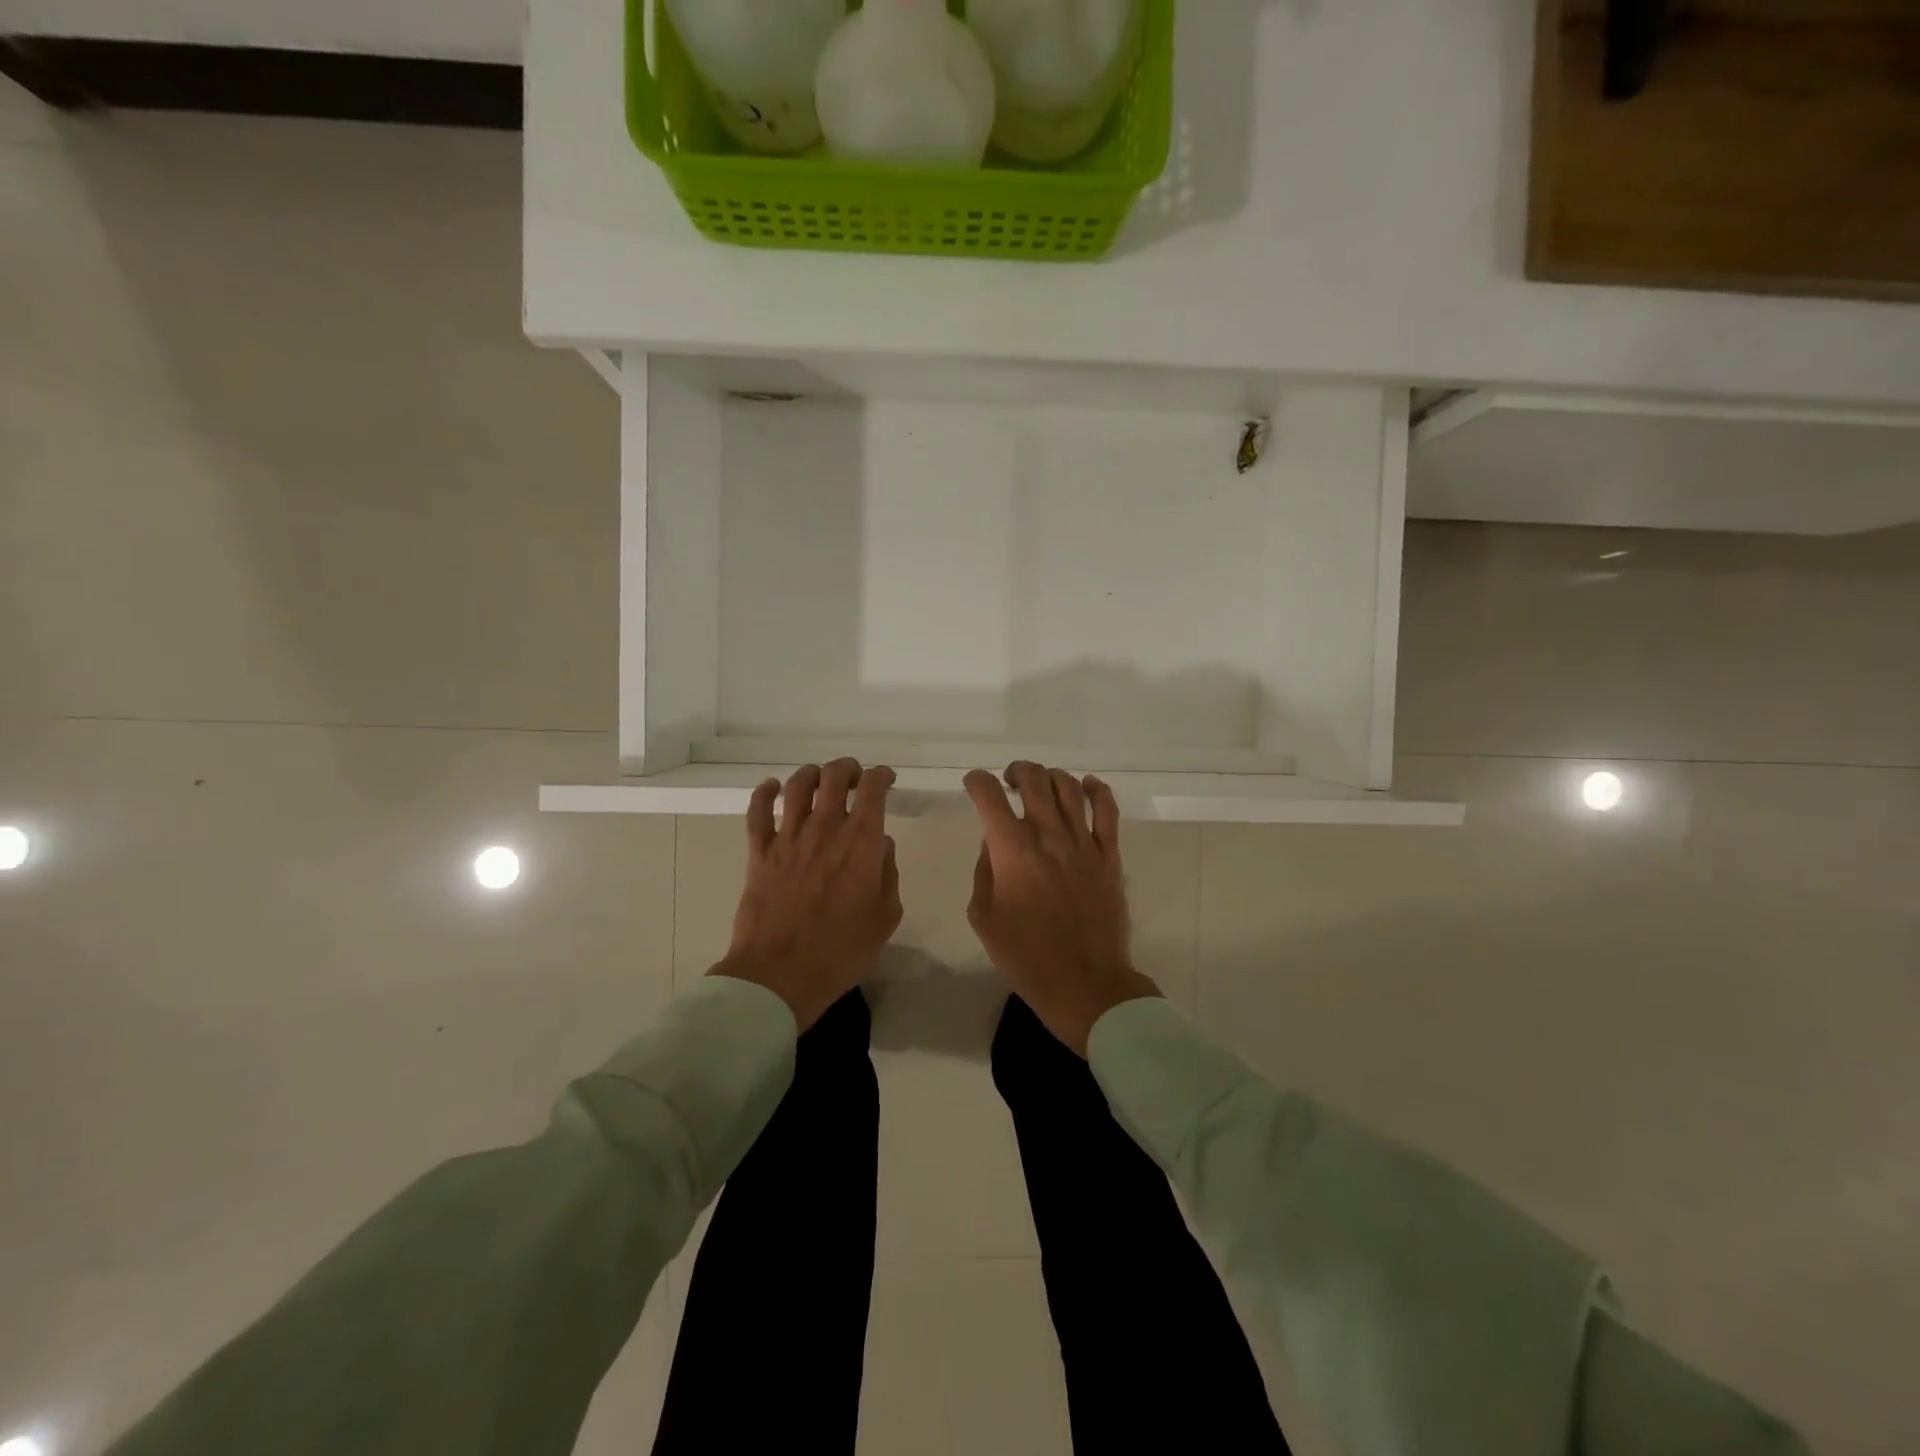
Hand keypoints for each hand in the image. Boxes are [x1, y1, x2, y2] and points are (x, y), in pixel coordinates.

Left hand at [711, 759, 902, 1030]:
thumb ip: (888, 874)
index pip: (872, 788)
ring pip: (797, 785)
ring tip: (818, 780)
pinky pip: (757, 811)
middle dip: (847, 769)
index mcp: (861, 841)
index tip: (885, 780)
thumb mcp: (886, 917)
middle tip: (853, 779)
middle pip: (833, 775)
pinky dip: (764, 792)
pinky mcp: (759, 852)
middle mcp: (825, 828)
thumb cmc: (842, 951)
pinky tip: (772, 787)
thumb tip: (881, 846)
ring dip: (811, 774)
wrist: (781, 974)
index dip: (881, 776)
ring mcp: (788, 837)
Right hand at [964, 762, 1160, 1055]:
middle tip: (1009, 781)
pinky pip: (1107, 810)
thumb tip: (994, 843)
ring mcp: (1083, 842)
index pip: (989, 796)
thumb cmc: (1025, 956)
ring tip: (1042, 783)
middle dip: (1016, 771)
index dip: (977, 782)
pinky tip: (1087, 785)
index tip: (973, 784)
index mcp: (1012, 850)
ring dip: (1050, 776)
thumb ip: (985, 871)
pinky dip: (1097, 790)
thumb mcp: (984, 917)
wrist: (1084, 983)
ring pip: (1069, 787)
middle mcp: (1048, 835)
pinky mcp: (1110, 855)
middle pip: (1033, 780)